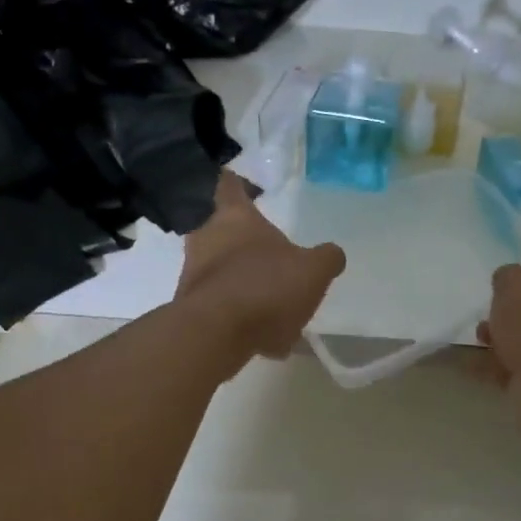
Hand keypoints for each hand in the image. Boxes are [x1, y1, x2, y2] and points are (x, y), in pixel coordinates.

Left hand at [176, 172, 345, 371]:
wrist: (215, 334)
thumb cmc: (265, 287)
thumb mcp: (313, 272)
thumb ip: (326, 259)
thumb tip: (332, 254)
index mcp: (235, 218)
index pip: (230, 186)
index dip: (238, 183)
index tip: (245, 184)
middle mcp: (206, 238)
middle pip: (221, 230)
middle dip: (242, 241)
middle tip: (268, 255)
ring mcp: (192, 273)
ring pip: (220, 270)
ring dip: (243, 283)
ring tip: (273, 306)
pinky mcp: (188, 308)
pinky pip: (218, 306)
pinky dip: (237, 316)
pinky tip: (263, 337)